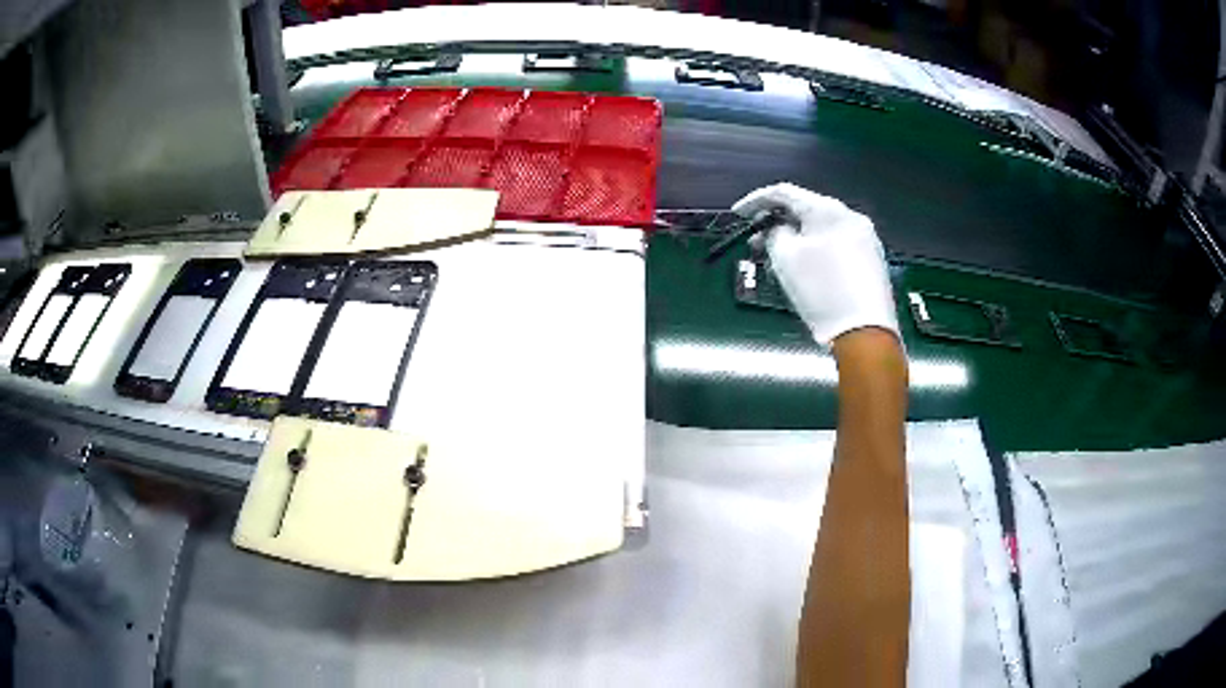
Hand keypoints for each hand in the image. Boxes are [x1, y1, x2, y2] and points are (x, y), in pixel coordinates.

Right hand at [733, 183, 898, 345]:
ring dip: (797, 238)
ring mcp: (865, 238)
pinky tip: (805, 267)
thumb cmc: (821, 291)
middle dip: (777, 223)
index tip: (738, 214)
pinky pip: (836, 244)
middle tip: (756, 242)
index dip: (756, 201)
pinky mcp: (871, 260)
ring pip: (821, 229)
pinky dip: (816, 249)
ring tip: (778, 258)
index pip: (784, 192)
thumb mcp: (784, 258)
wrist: (865, 333)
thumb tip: (778, 229)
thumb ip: (774, 233)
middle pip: (806, 210)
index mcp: (827, 209)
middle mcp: (850, 216)